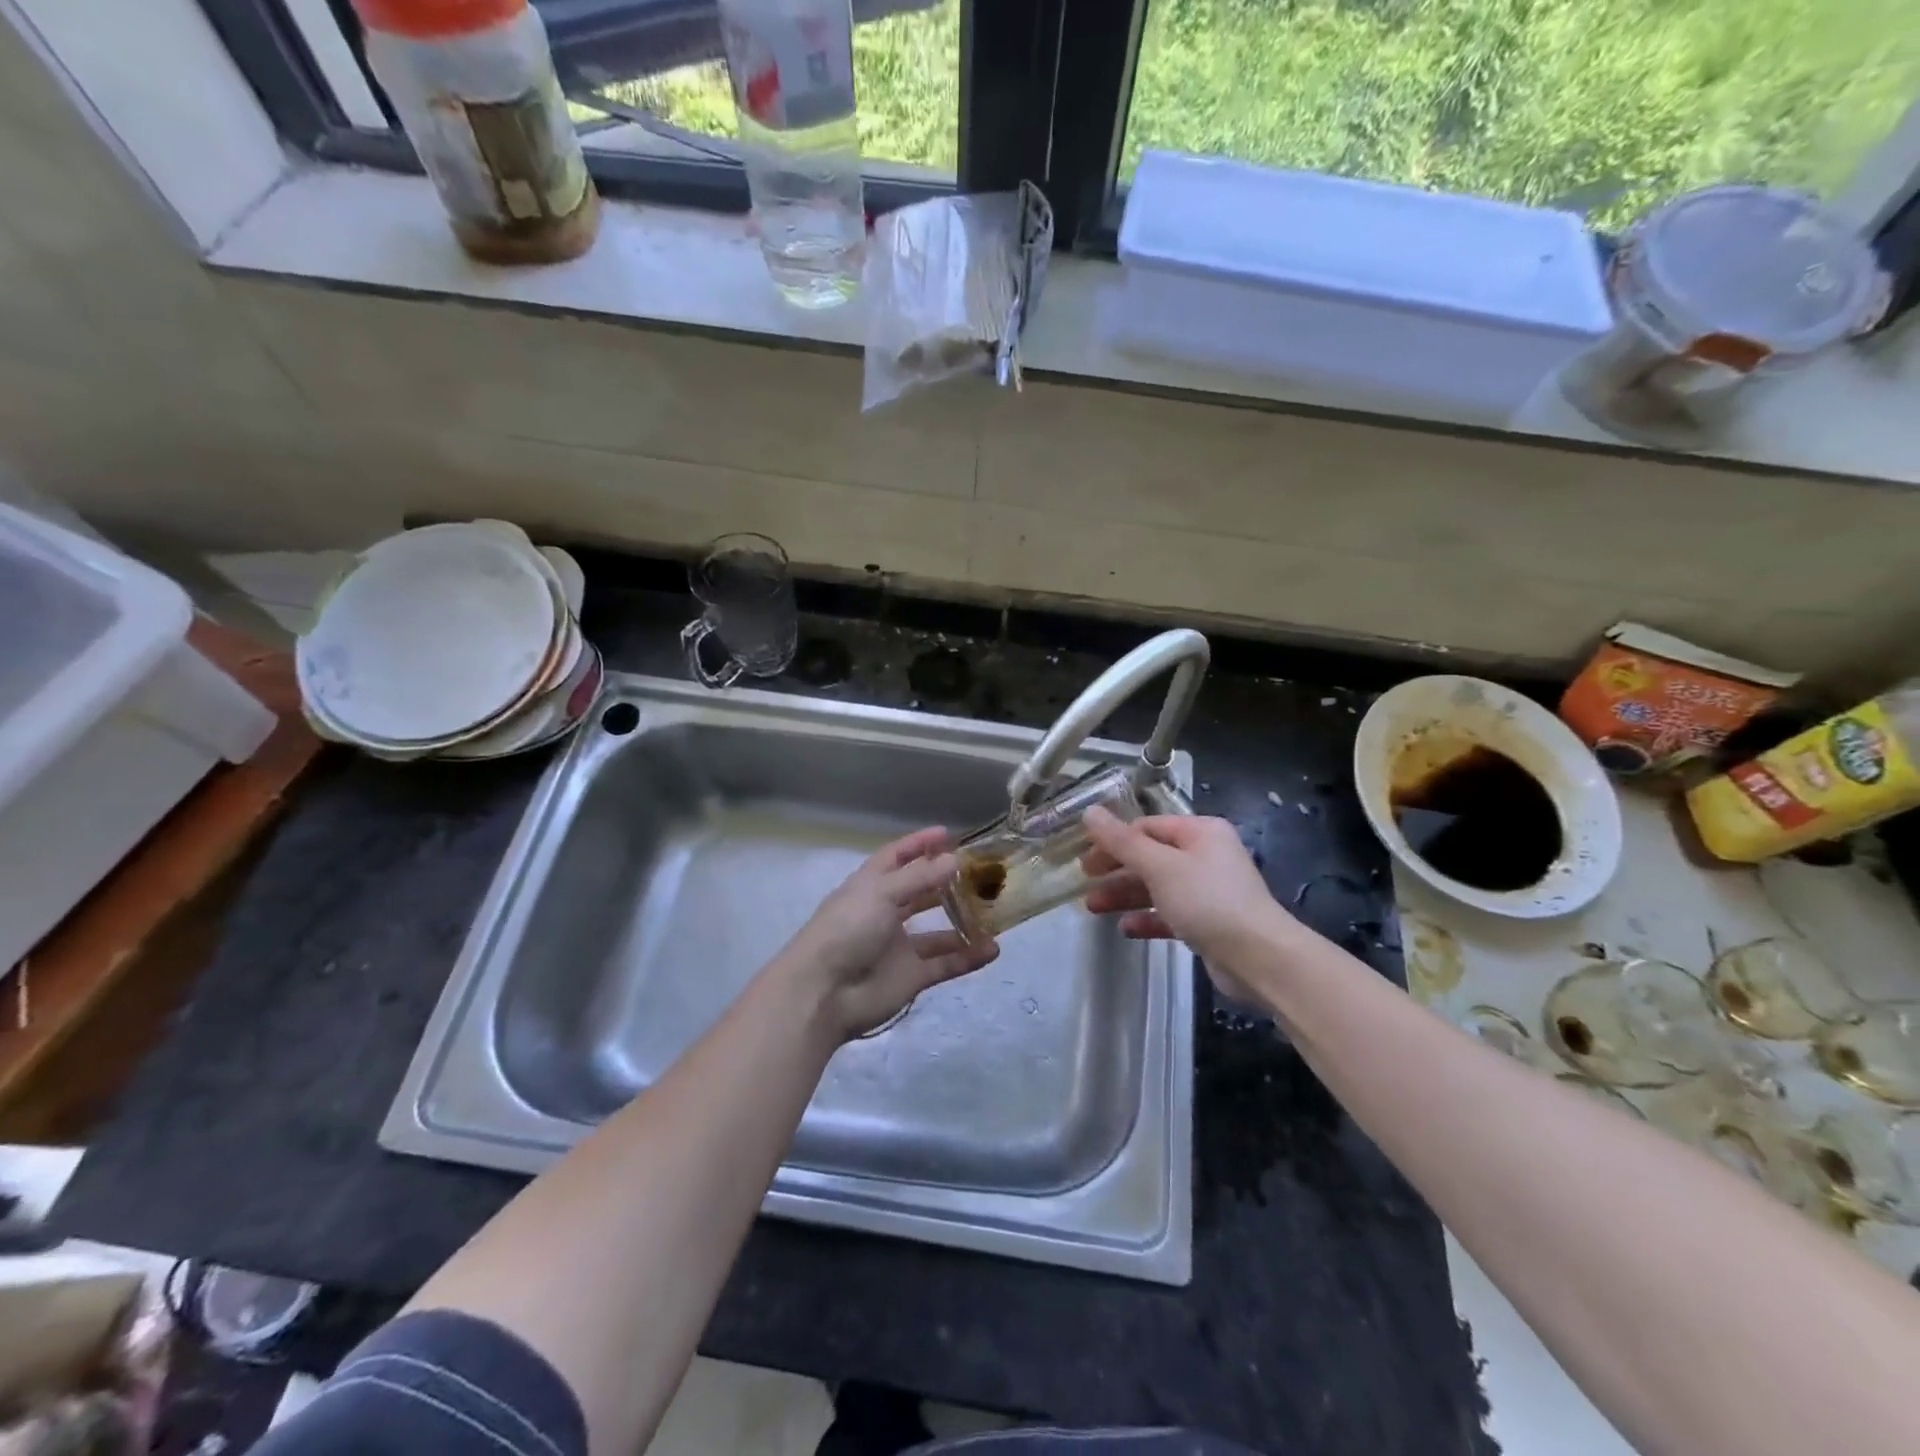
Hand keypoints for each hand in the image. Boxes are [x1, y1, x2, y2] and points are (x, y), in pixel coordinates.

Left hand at [776, 827, 999, 1041]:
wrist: (824, 993)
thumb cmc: (847, 930)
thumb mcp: (881, 893)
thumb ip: (920, 877)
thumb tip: (955, 860)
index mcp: (870, 887)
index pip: (896, 858)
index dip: (919, 844)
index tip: (948, 834)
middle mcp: (885, 913)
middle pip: (920, 893)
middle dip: (946, 882)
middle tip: (981, 873)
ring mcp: (899, 947)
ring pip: (937, 932)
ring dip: (963, 923)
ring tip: (995, 913)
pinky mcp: (911, 977)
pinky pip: (945, 964)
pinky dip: (967, 957)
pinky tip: (992, 949)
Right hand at [1081, 808, 1295, 1002]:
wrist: (1259, 958)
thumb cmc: (1208, 901)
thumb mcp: (1160, 866)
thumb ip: (1122, 841)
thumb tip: (1090, 812)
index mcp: (1200, 832)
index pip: (1147, 827)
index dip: (1114, 839)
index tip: (1084, 855)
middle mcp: (1206, 856)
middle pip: (1150, 856)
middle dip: (1116, 869)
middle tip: (1084, 880)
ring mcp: (1208, 891)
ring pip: (1157, 887)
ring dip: (1124, 895)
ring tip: (1092, 907)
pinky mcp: (1207, 923)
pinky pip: (1169, 914)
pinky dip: (1147, 918)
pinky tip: (1124, 928)